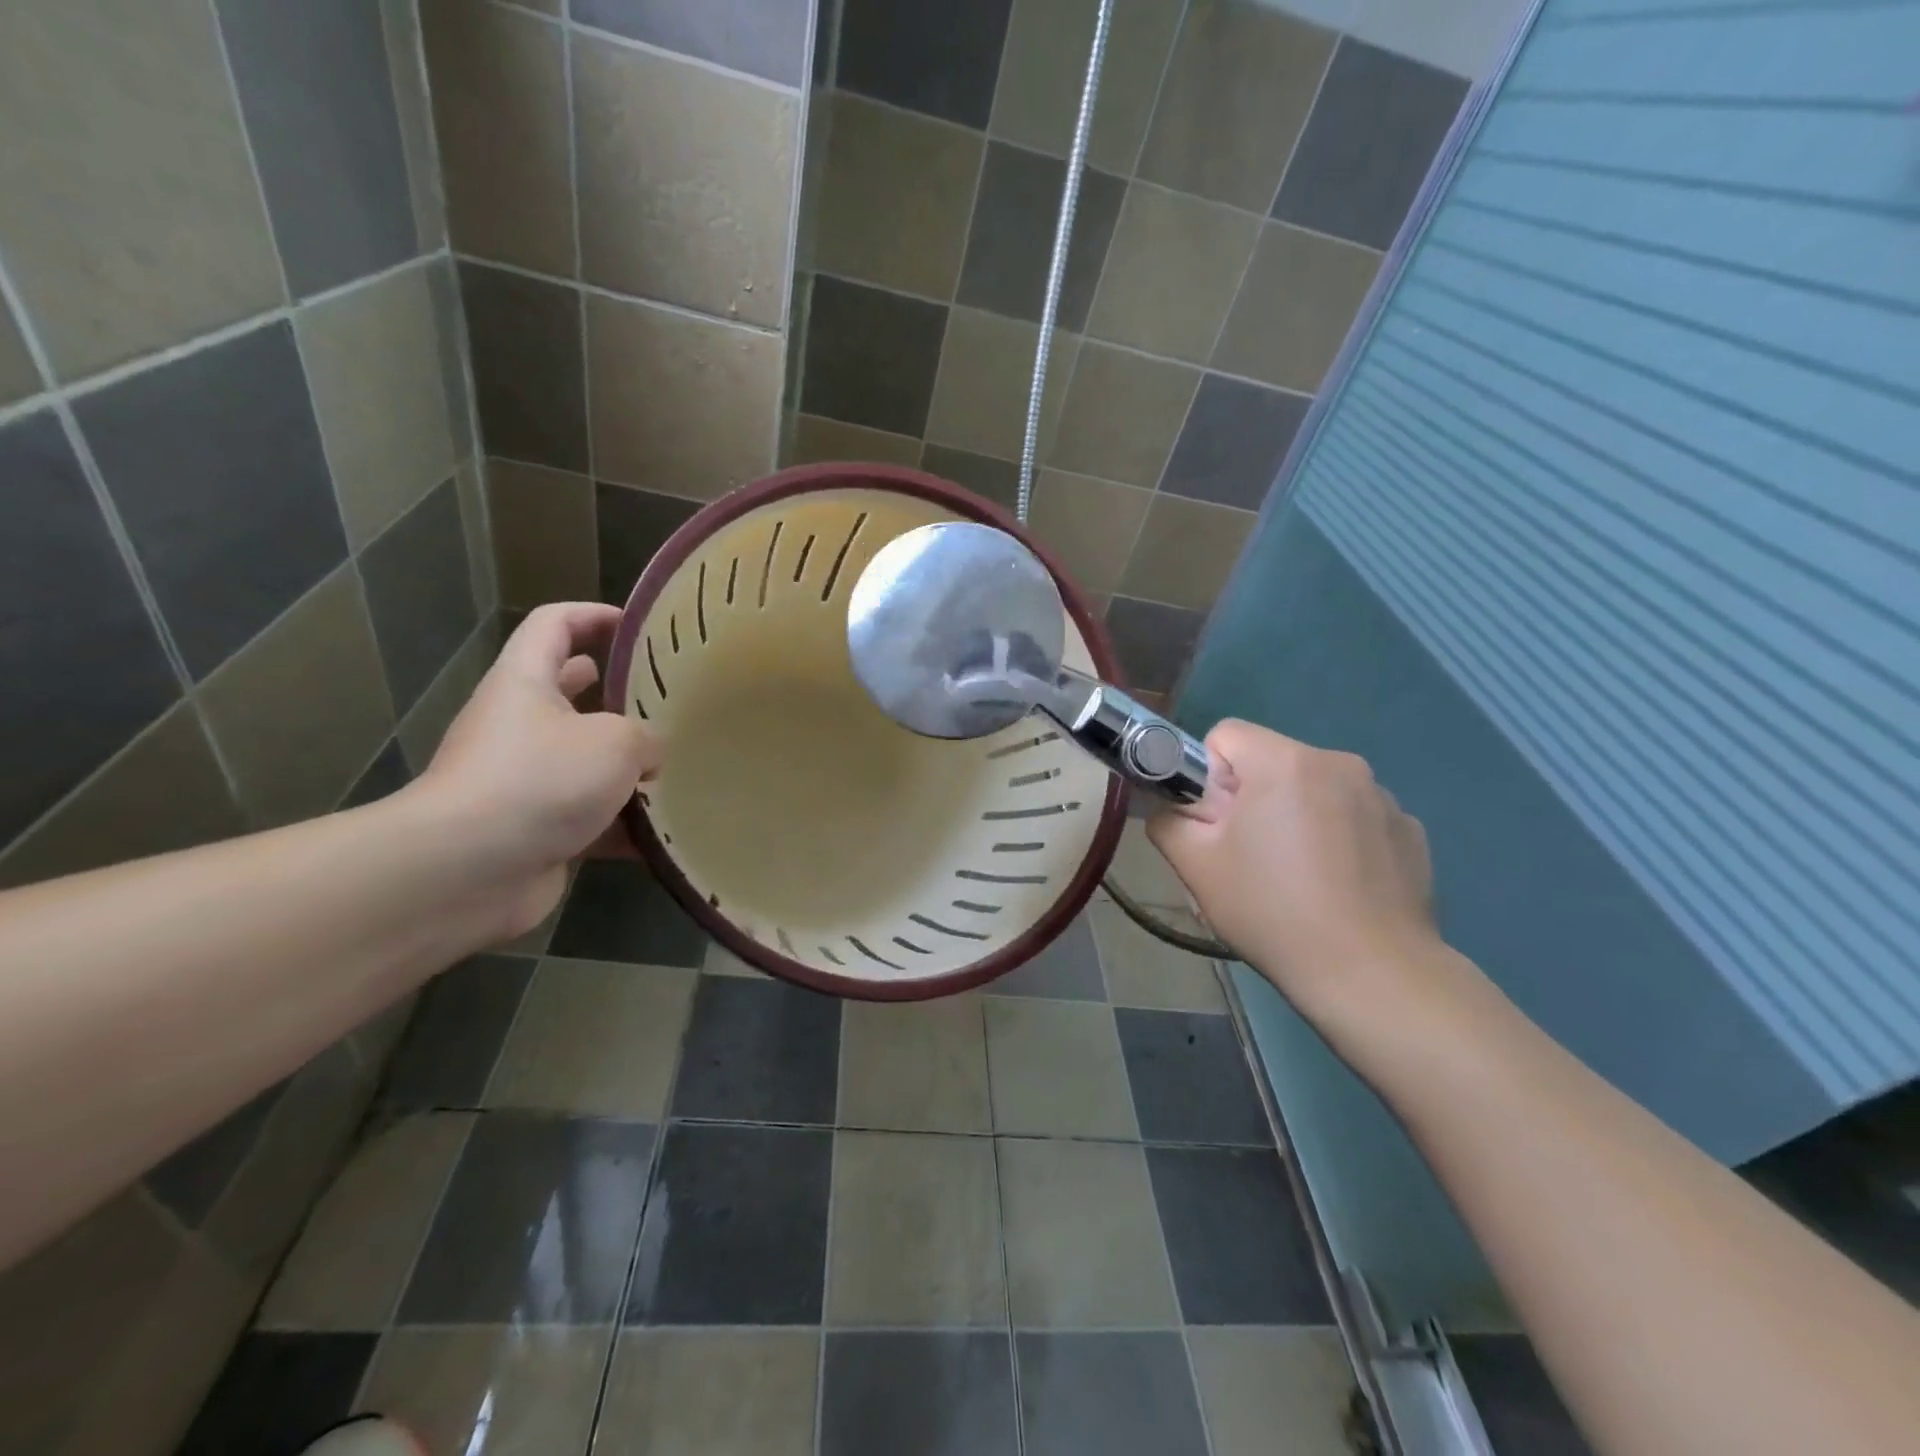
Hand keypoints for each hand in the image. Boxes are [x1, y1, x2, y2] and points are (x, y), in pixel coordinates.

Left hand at [412, 603, 661, 939]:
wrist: (468, 869)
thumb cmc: (542, 779)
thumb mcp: (616, 742)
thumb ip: (646, 737)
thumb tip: (651, 755)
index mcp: (526, 683)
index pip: (554, 625)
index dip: (593, 616)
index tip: (638, 627)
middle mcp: (518, 725)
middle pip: (569, 694)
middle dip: (616, 696)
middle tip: (666, 701)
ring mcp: (523, 780)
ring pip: (583, 761)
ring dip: (624, 767)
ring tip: (675, 768)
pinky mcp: (534, 830)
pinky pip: (588, 818)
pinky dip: (621, 824)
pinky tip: (662, 833)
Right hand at [1148, 720, 1443, 1025]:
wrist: (1371, 975)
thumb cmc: (1273, 911)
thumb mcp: (1196, 866)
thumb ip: (1169, 820)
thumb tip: (1174, 809)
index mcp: (1285, 762)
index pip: (1227, 735)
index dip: (1208, 775)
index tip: (1216, 823)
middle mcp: (1339, 763)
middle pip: (1272, 762)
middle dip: (1253, 798)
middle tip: (1250, 857)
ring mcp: (1382, 797)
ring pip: (1315, 789)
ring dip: (1298, 816)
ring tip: (1299, 879)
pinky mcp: (1410, 830)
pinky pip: (1354, 816)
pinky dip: (1340, 839)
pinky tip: (1339, 888)